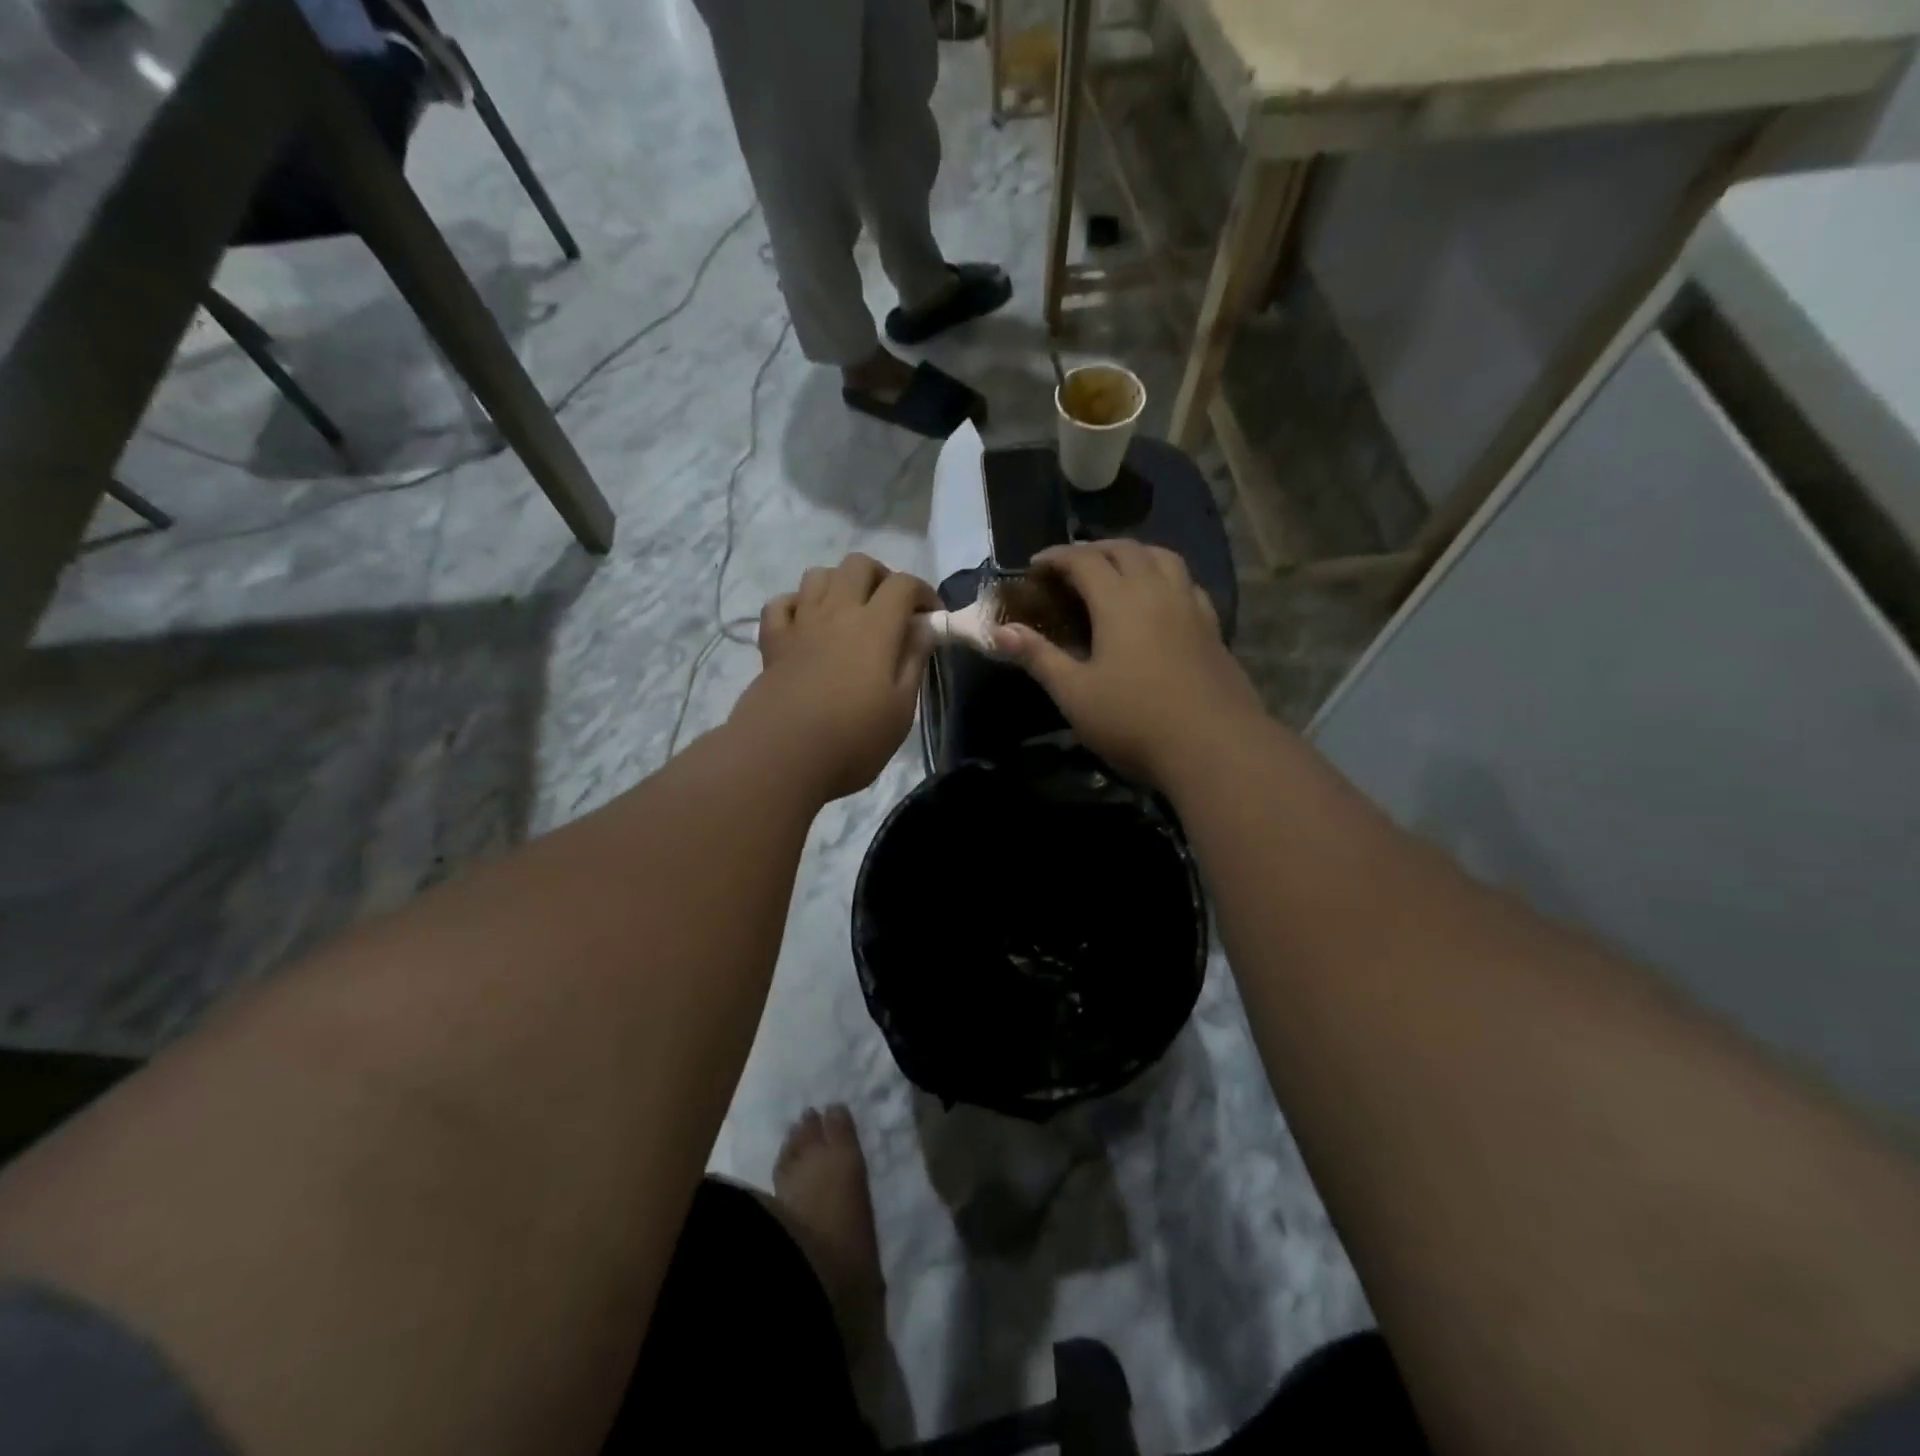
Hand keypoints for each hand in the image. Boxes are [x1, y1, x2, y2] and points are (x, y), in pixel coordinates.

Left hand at [733, 553, 938, 801]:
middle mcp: (837, 611)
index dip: (924, 593)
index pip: (904, 584)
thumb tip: (924, 628)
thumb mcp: (901, 708)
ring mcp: (800, 623)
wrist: (782, 757)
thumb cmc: (853, 739)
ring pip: (818, 575)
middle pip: (858, 565)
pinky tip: (807, 625)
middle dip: (880, 577)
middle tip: (891, 609)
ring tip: (850, 613)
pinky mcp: (772, 642)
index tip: (932, 618)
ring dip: (839, 584)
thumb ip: (913, 661)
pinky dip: (796, 605)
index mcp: (875, 626)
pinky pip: (781, 603)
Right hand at [993, 541, 1266, 785]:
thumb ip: (1038, 657)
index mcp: (1120, 600)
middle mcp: (1157, 591)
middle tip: (1070, 567)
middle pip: (1125, 550)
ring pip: (1163, 557)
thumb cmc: (1134, 721)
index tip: (1034, 565)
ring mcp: (1191, 607)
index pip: (1084, 560)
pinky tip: (1160, 600)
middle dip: (1093, 550)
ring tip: (1116, 571)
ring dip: (1134, 554)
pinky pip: (1186, 583)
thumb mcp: (1074, 693)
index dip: (1056, 557)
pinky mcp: (1212, 628)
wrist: (1214, 747)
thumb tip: (1000, 631)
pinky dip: (1164, 577)